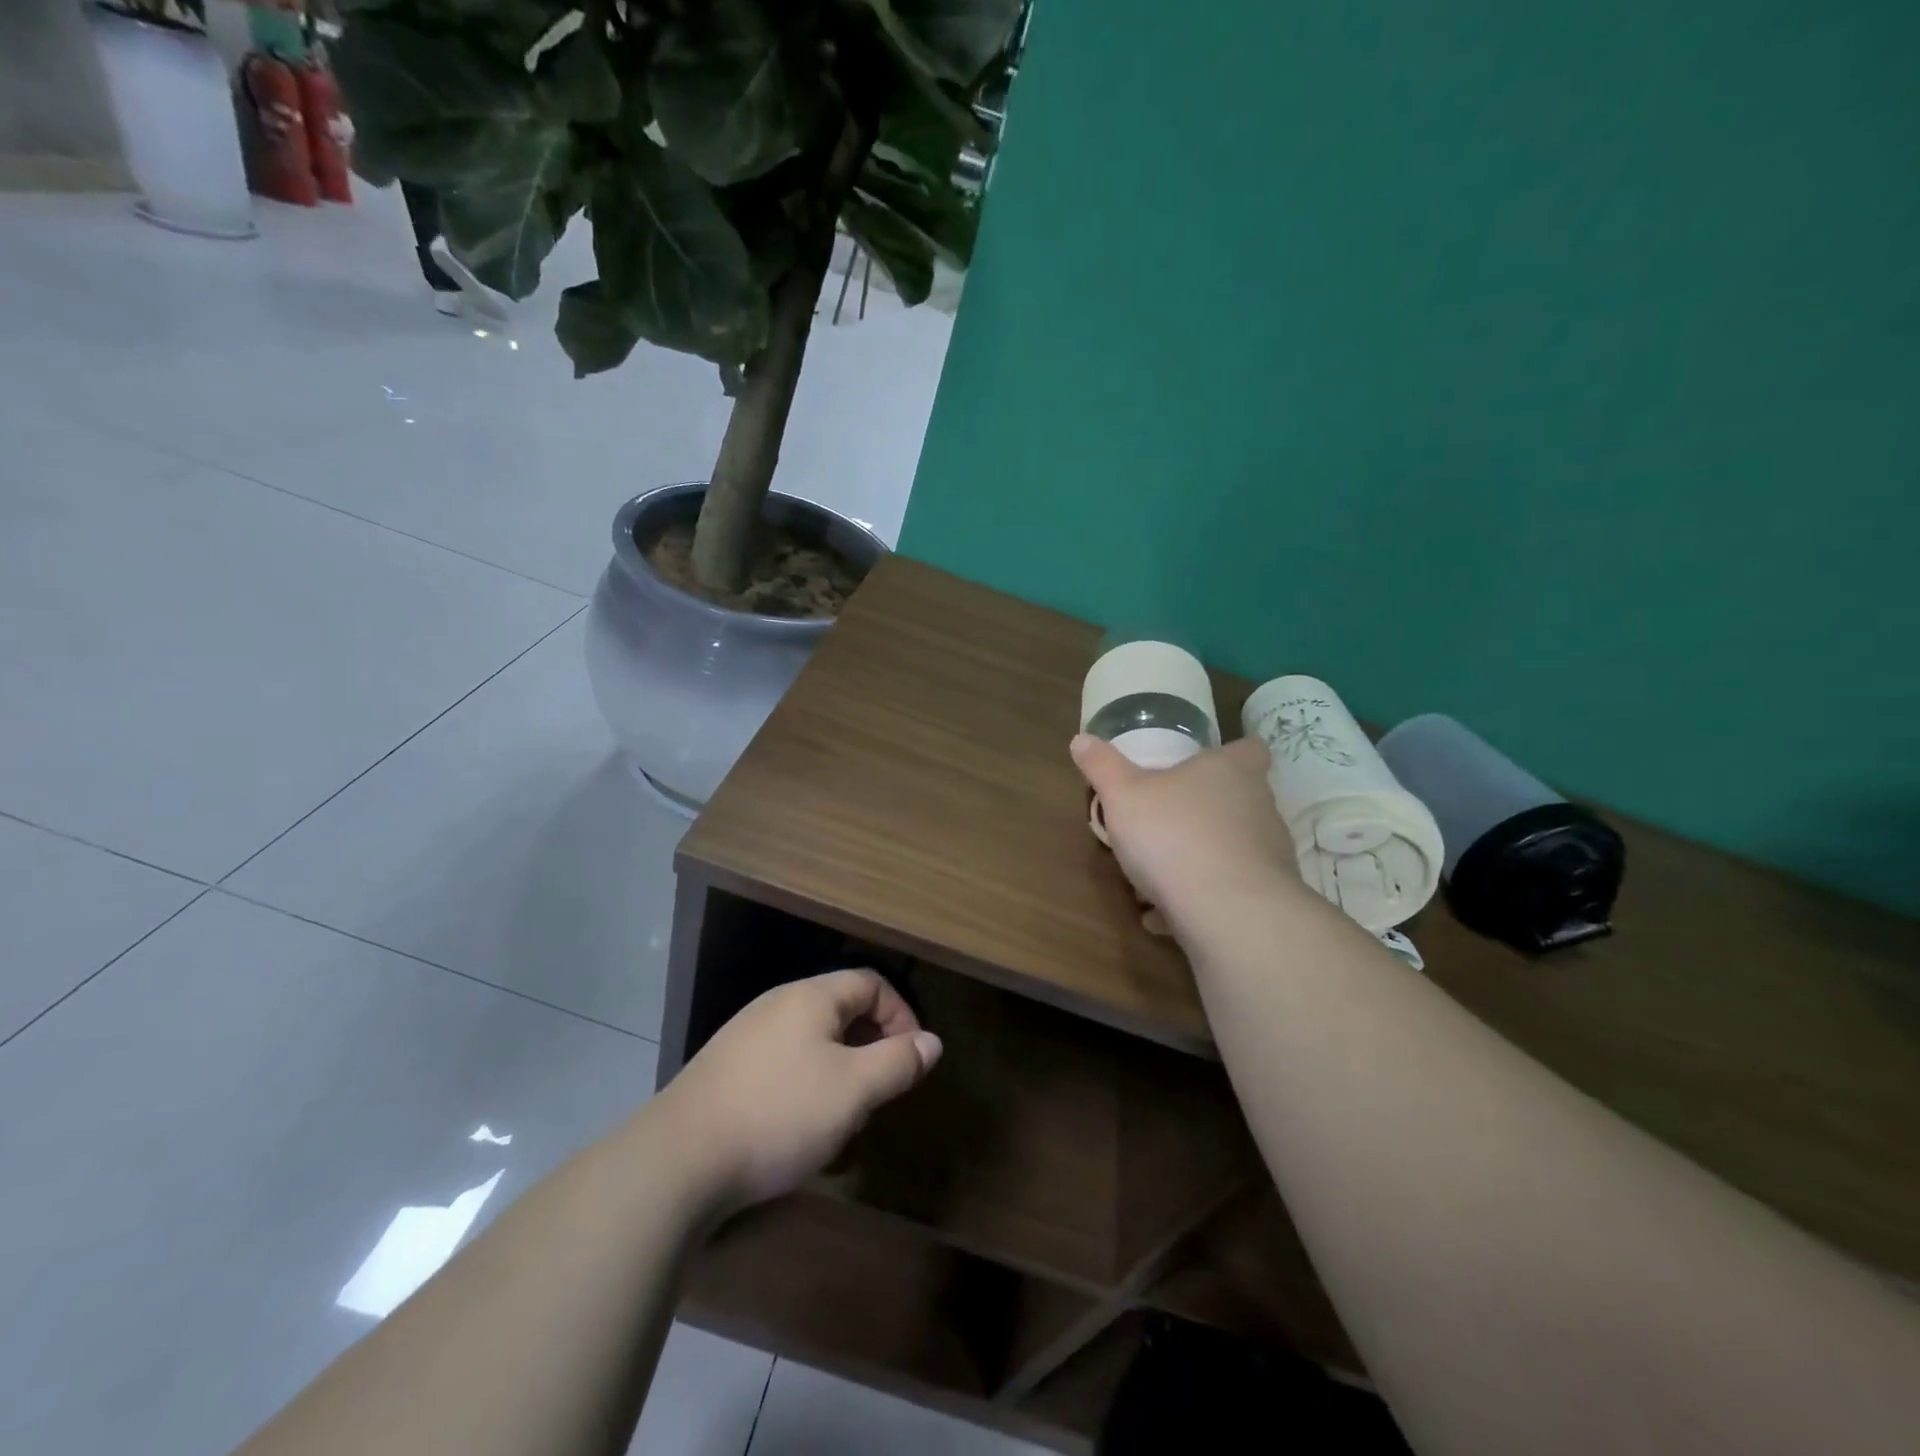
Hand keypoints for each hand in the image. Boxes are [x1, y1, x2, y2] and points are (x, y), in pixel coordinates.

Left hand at [660, 969, 942, 1217]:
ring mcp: (746, 1036)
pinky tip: (800, 1127)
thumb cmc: (779, 1114)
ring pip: (812, 1040)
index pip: (871, 982)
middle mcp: (777, 1004)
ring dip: (841, 1069)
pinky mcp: (725, 1070)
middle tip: (882, 1089)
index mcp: (810, 996)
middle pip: (841, 1008)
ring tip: (846, 1114)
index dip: (901, 1014)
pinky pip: (783, 1063)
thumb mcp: (853, 1090)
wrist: (677, 1160)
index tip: (912, 1058)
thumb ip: (897, 1062)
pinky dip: (807, 1084)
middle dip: (871, 1045)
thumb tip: (932, 1042)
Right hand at [1072, 732, 1299, 933]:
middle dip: (1201, 811)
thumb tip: (1081, 740)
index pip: (1249, 749)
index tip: (1204, 765)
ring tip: (1154, 878)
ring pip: (1229, 849)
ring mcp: (1269, 854)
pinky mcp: (1266, 898)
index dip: (1231, 753)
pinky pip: (1226, 893)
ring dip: (1197, 860)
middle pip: (1238, 799)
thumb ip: (1102, 766)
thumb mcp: (1122, 795)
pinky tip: (1162, 916)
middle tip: (1162, 823)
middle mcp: (1259, 806)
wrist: (1226, 911)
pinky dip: (1196, 901)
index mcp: (1231, 771)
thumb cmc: (1173, 834)